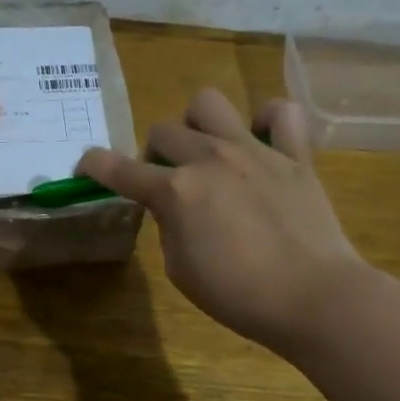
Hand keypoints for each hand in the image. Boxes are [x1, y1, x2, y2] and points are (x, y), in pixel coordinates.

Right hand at [77, 88, 361, 355]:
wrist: (314, 298)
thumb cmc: (238, 295)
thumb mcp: (180, 269)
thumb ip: (169, 227)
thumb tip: (175, 206)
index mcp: (175, 191)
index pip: (117, 168)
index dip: (93, 166)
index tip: (85, 168)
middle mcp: (208, 159)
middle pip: (162, 131)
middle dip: (154, 154)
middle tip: (168, 181)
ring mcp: (254, 151)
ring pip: (208, 103)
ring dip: (198, 125)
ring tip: (208, 152)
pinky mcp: (295, 155)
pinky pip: (282, 113)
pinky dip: (267, 121)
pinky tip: (262, 143)